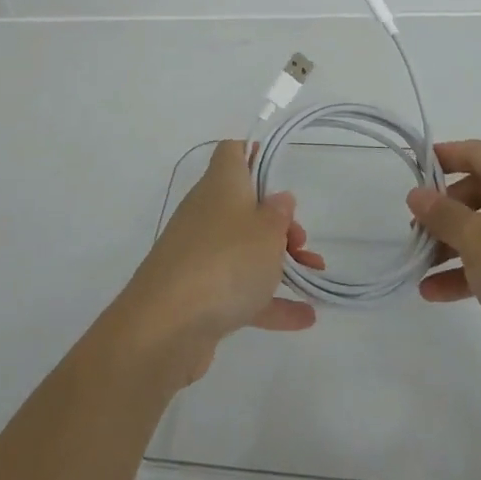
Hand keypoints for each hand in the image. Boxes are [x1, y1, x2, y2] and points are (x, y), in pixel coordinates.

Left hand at [117, 139, 323, 384]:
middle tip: (300, 242)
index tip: (278, 172)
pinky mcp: (198, 295)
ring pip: (243, 249)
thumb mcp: (267, 231)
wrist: (166, 327)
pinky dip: (268, 301)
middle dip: (277, 223)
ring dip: (278, 262)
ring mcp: (199, 255)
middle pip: (244, 205)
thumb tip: (278, 199)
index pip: (231, 152)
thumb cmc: (225, 260)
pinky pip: (238, 290)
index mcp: (221, 184)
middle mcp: (206, 213)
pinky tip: (304, 317)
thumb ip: (279, 214)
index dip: (253, 153)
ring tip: (313, 276)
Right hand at [408, 139, 480, 399]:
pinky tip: (434, 291)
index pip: (475, 152)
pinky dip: (468, 269)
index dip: (441, 158)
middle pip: (477, 190)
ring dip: (450, 244)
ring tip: (418, 266)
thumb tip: (417, 194)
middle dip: (443, 211)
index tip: (411, 170)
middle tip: (414, 230)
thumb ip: (441, 213)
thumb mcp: (475, 239)